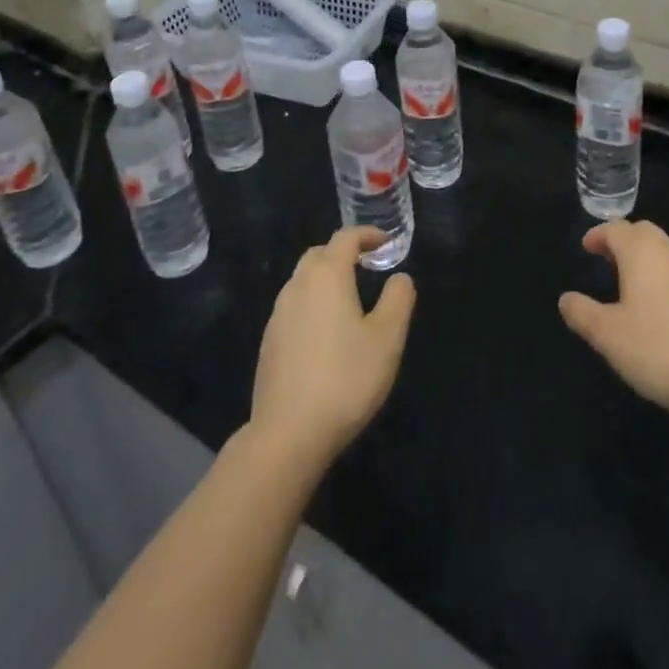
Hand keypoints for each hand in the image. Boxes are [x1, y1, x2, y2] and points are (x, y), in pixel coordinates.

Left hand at [249, 227, 416, 468]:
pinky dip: (312, 303)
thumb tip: (400, 278)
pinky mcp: (269, 342)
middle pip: (319, 254)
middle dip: (343, 253)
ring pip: (303, 280)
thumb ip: (398, 300)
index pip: (345, 238)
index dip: (367, 234)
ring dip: (325, 278)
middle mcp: (298, 286)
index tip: (386, 242)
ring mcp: (278, 314)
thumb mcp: (387, 338)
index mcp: (327, 276)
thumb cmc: (345, 378)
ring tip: (349, 298)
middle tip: (367, 266)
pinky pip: (293, 306)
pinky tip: (325, 332)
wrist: (288, 434)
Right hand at [559, 220, 668, 422]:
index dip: (598, 235)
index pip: (616, 229)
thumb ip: (583, 314)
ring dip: (643, 258)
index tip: (586, 247)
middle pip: (643, 232)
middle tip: (606, 259)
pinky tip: (658, 307)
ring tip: (628, 283)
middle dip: (622, 241)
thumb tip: (566, 299)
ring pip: (663, 251)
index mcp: (642, 252)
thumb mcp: (609, 336)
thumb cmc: (660, 348)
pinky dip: (661, 276)